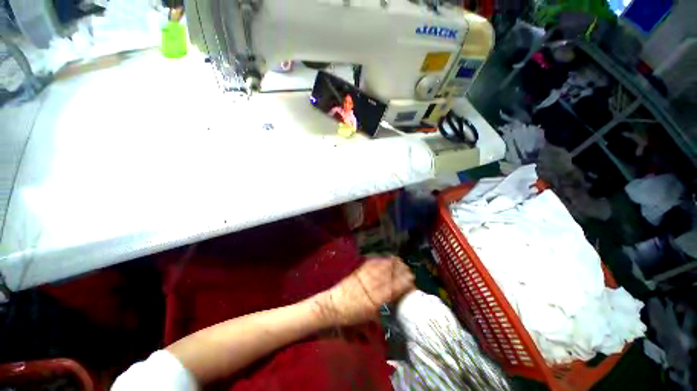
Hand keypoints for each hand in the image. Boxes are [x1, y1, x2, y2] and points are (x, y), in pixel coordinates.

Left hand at [314, 257, 414, 325]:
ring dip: (390, 264)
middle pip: (387, 278)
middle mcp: (369, 288)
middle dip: (399, 272)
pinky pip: (369, 265)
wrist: (333, 305)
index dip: (402, 284)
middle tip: (408, 269)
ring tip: (399, 260)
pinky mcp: (357, 272)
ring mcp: (363, 279)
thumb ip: (381, 306)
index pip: (392, 290)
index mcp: (374, 301)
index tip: (411, 280)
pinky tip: (384, 258)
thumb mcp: (368, 315)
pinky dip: (378, 261)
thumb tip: (392, 298)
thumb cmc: (351, 315)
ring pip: (379, 269)